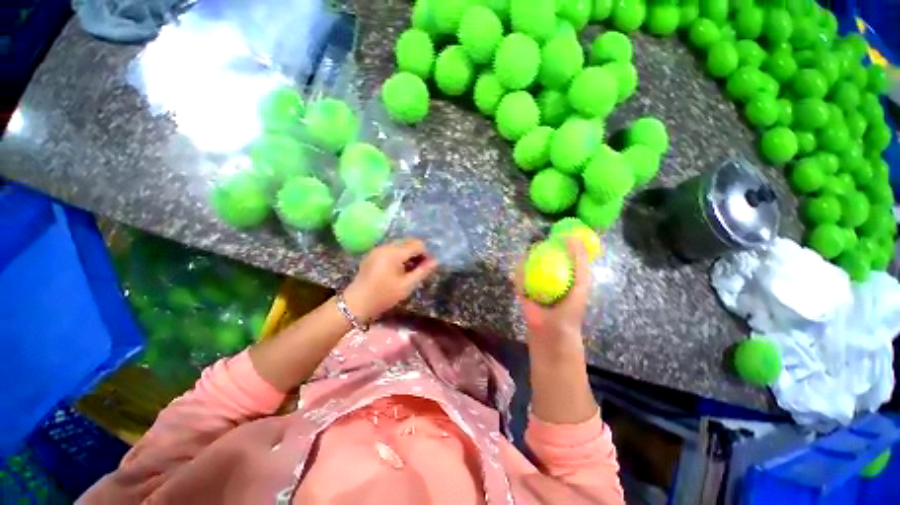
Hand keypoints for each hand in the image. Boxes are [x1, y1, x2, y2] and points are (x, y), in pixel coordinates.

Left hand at [343, 238, 437, 321]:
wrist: (356, 303)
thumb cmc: (384, 296)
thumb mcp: (407, 285)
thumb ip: (422, 271)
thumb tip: (435, 261)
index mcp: (394, 253)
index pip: (417, 244)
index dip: (426, 254)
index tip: (427, 267)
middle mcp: (386, 246)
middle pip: (408, 242)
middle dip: (417, 252)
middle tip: (419, 268)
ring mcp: (378, 249)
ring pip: (399, 245)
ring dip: (408, 253)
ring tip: (409, 270)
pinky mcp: (372, 254)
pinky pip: (391, 249)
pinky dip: (398, 255)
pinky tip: (397, 269)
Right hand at [515, 237, 590, 355]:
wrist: (552, 331)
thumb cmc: (570, 307)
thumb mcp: (581, 282)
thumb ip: (580, 262)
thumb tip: (573, 238)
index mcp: (567, 282)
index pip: (565, 260)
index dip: (562, 247)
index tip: (558, 234)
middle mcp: (551, 284)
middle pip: (547, 263)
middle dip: (545, 251)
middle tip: (542, 238)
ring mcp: (536, 289)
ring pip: (532, 269)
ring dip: (530, 259)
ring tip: (530, 247)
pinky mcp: (523, 294)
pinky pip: (520, 279)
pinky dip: (519, 270)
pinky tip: (521, 260)